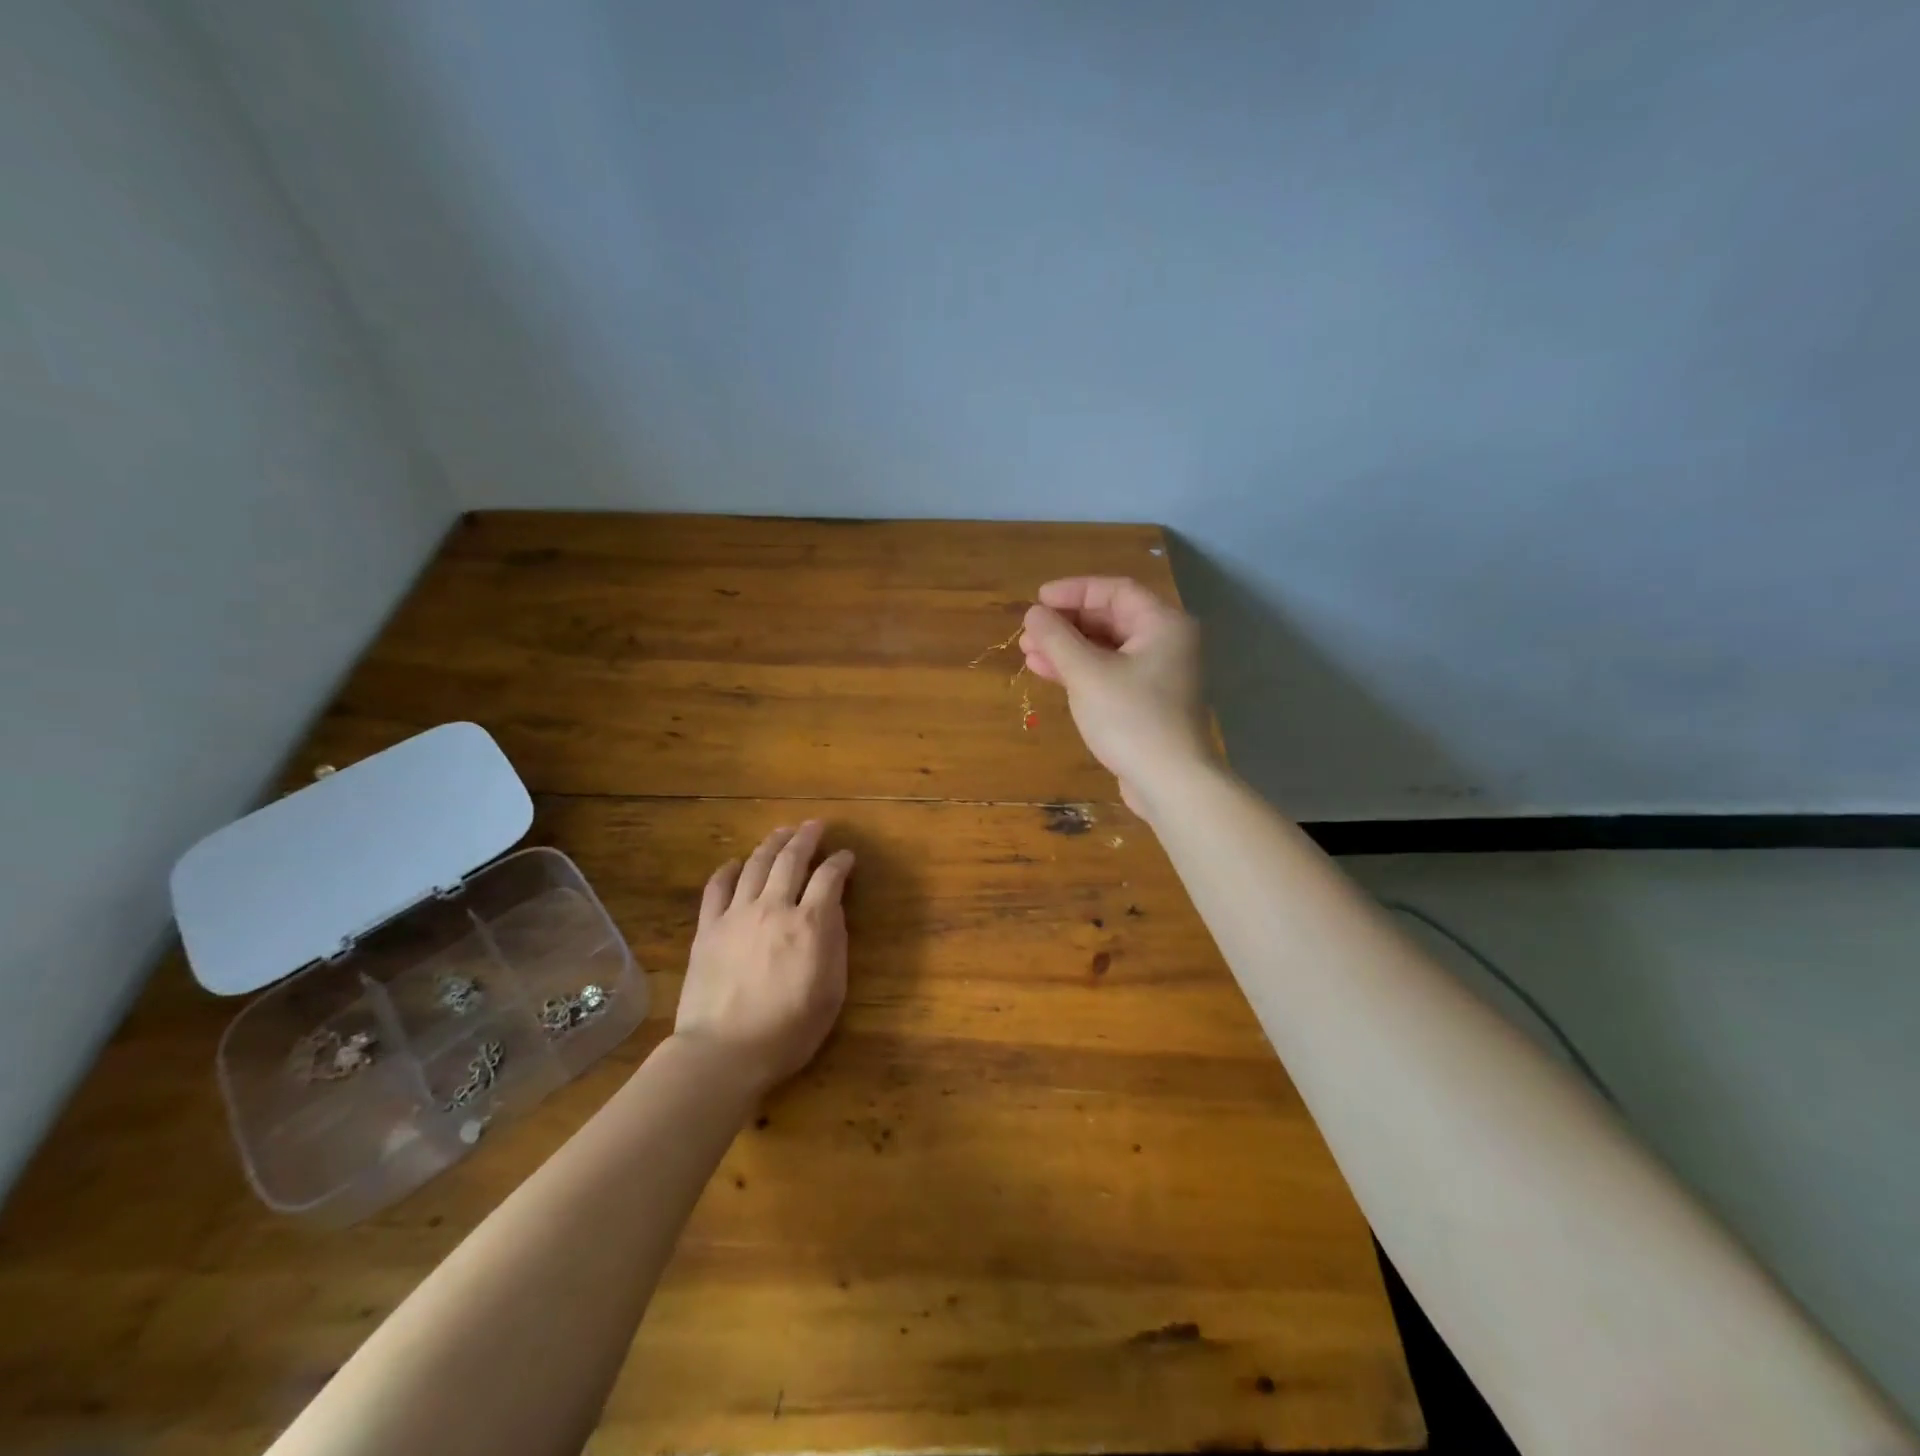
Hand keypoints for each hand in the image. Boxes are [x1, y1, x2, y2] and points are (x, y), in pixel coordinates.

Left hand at [675, 821, 853, 1092]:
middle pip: (791, 859)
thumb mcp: (831, 992)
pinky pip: (717, 887)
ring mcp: (737, 915)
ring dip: (771, 843)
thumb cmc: (788, 1030)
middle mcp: (773, 907)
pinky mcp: (708, 928)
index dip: (841, 861)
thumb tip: (833, 910)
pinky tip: (735, 863)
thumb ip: (835, 944)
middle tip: (815, 825)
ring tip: (781, 832)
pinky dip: (728, 870)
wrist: (723, 1052)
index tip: (847, 856)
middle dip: (806, 837)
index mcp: (809, 923)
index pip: (829, 877)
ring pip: (755, 864)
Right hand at [1021, 576, 1212, 816]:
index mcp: (1163, 624)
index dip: (1074, 591)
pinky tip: (1048, 674)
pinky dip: (1081, 671)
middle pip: (1110, 619)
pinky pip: (1110, 674)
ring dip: (1068, 649)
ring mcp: (1159, 675)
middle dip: (1066, 624)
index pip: (1115, 591)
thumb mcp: (1087, 673)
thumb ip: (1057, 638)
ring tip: (1028, 653)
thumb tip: (1034, 613)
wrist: (1170, 782)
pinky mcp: (1147, 703)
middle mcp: (1166, 643)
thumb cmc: (1131, 718)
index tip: (1038, 601)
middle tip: (1028, 631)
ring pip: (1107, 649)